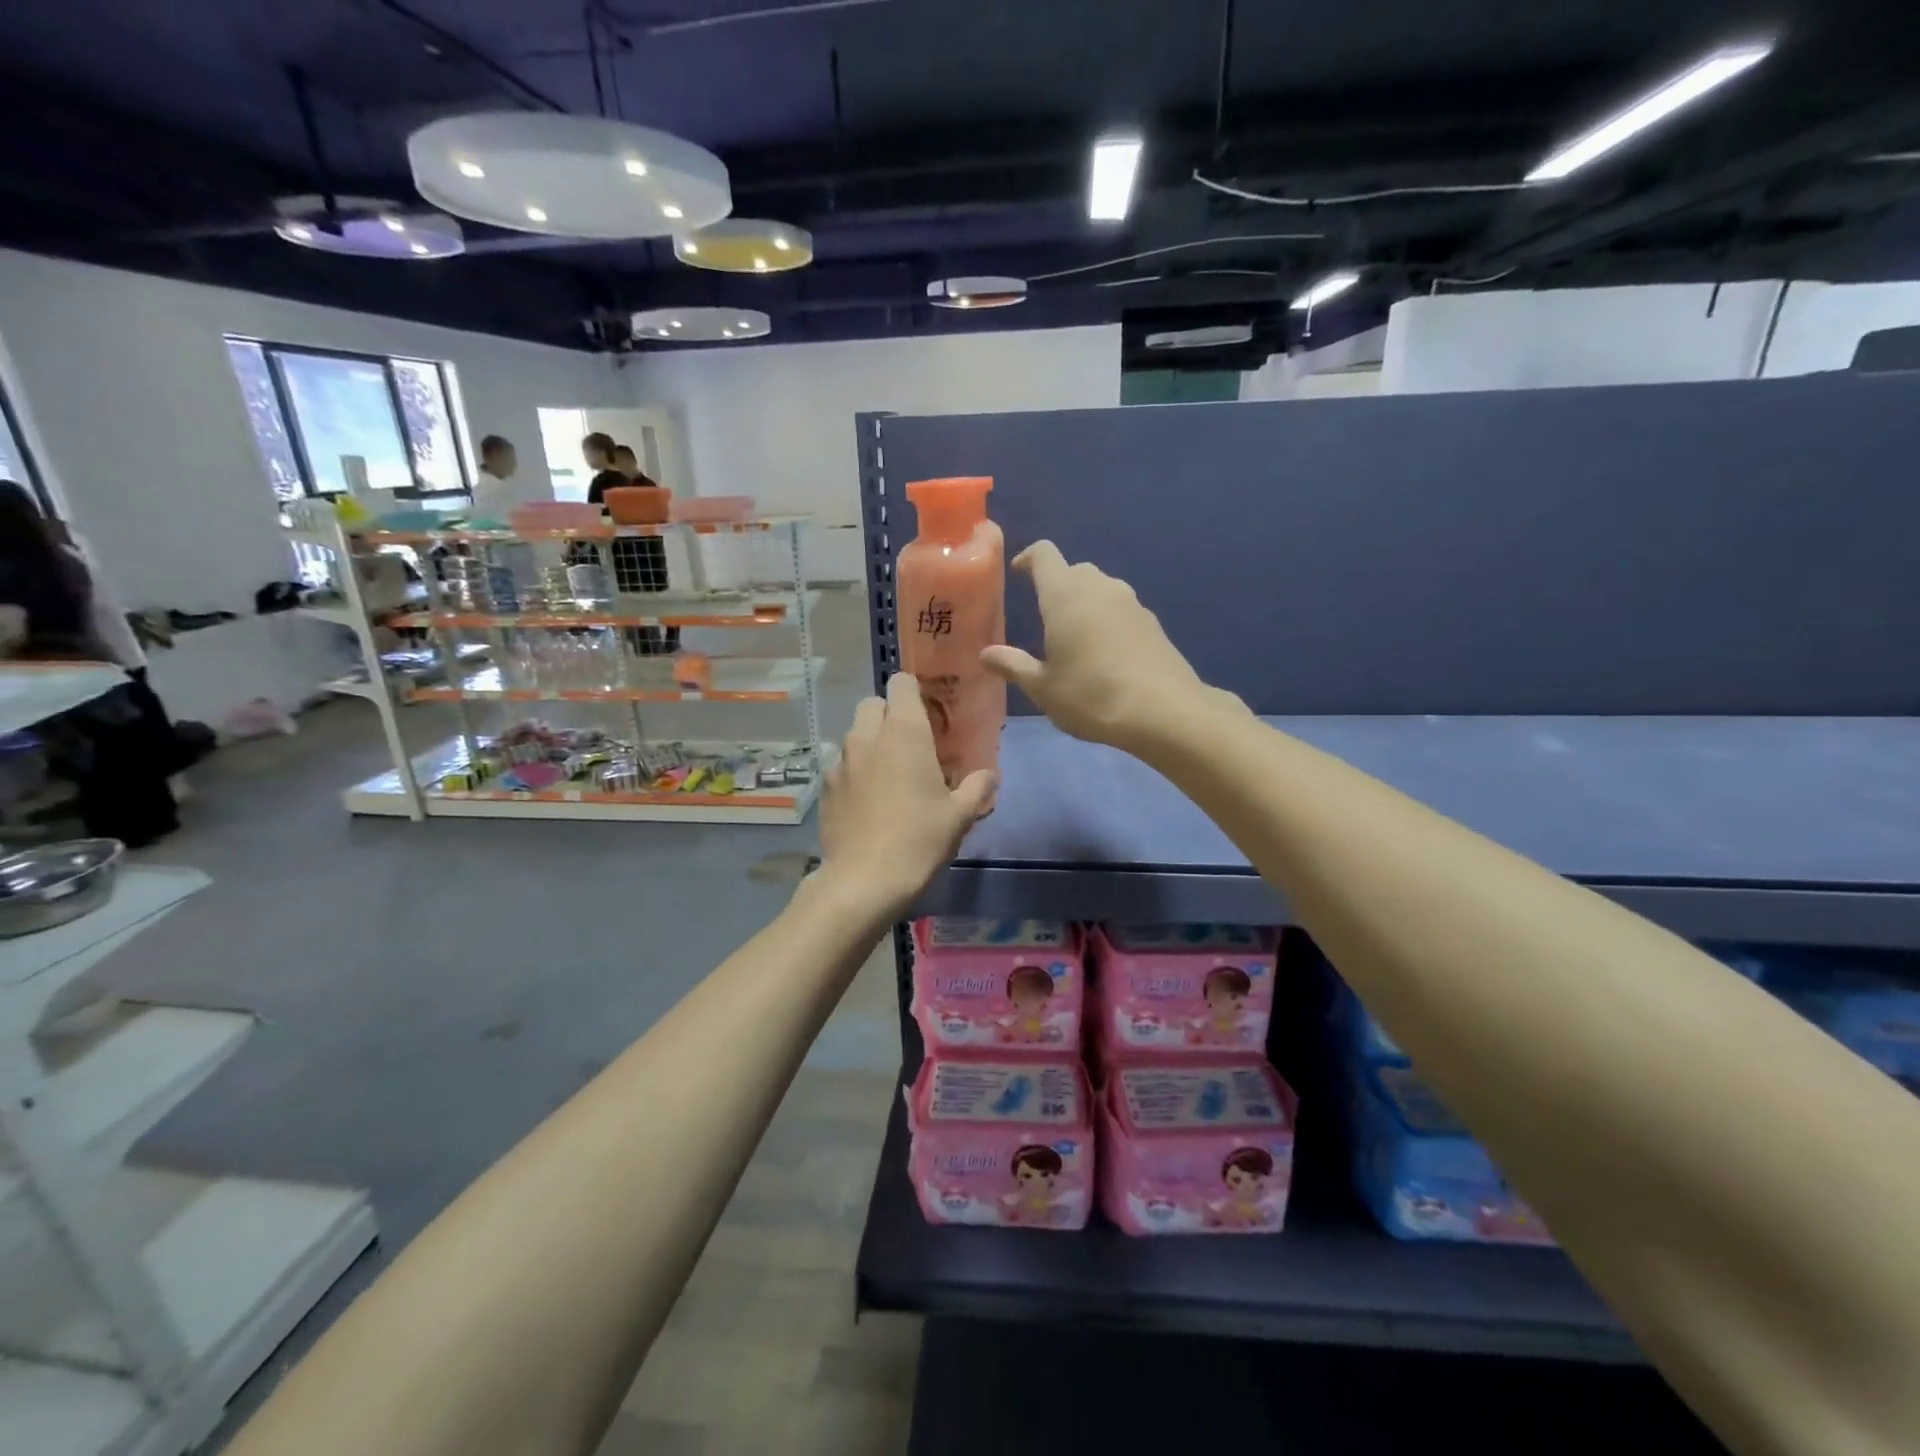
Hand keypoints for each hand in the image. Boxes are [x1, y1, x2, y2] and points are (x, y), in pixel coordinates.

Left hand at [817, 673, 995, 913]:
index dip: (913, 691)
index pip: (901, 683)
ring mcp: (840, 760)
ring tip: (888, 776)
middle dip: (888, 714)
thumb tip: (989, 775)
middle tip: (909, 744)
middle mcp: (866, 736)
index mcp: (904, 732)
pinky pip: (841, 765)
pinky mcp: (824, 786)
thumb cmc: (919, 839)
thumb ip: (978, 787)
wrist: (864, 881)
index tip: (927, 712)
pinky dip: (854, 772)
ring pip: (854, 734)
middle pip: (872, 703)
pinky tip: (867, 802)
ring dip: (870, 744)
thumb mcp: (959, 815)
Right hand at [980, 541, 1213, 749]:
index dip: (1028, 559)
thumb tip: (986, 654)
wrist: (1163, 712)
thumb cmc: (1091, 696)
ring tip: (1074, 637)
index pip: (1044, 555)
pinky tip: (1105, 653)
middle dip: (1056, 585)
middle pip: (1074, 570)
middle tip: (1044, 616)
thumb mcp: (1043, 688)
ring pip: (1100, 588)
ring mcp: (1131, 602)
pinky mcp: (1152, 622)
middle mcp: (1100, 587)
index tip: (1018, 574)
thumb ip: (1013, 665)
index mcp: (1065, 595)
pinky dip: (1107, 620)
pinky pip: (1121, 609)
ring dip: (1084, 603)